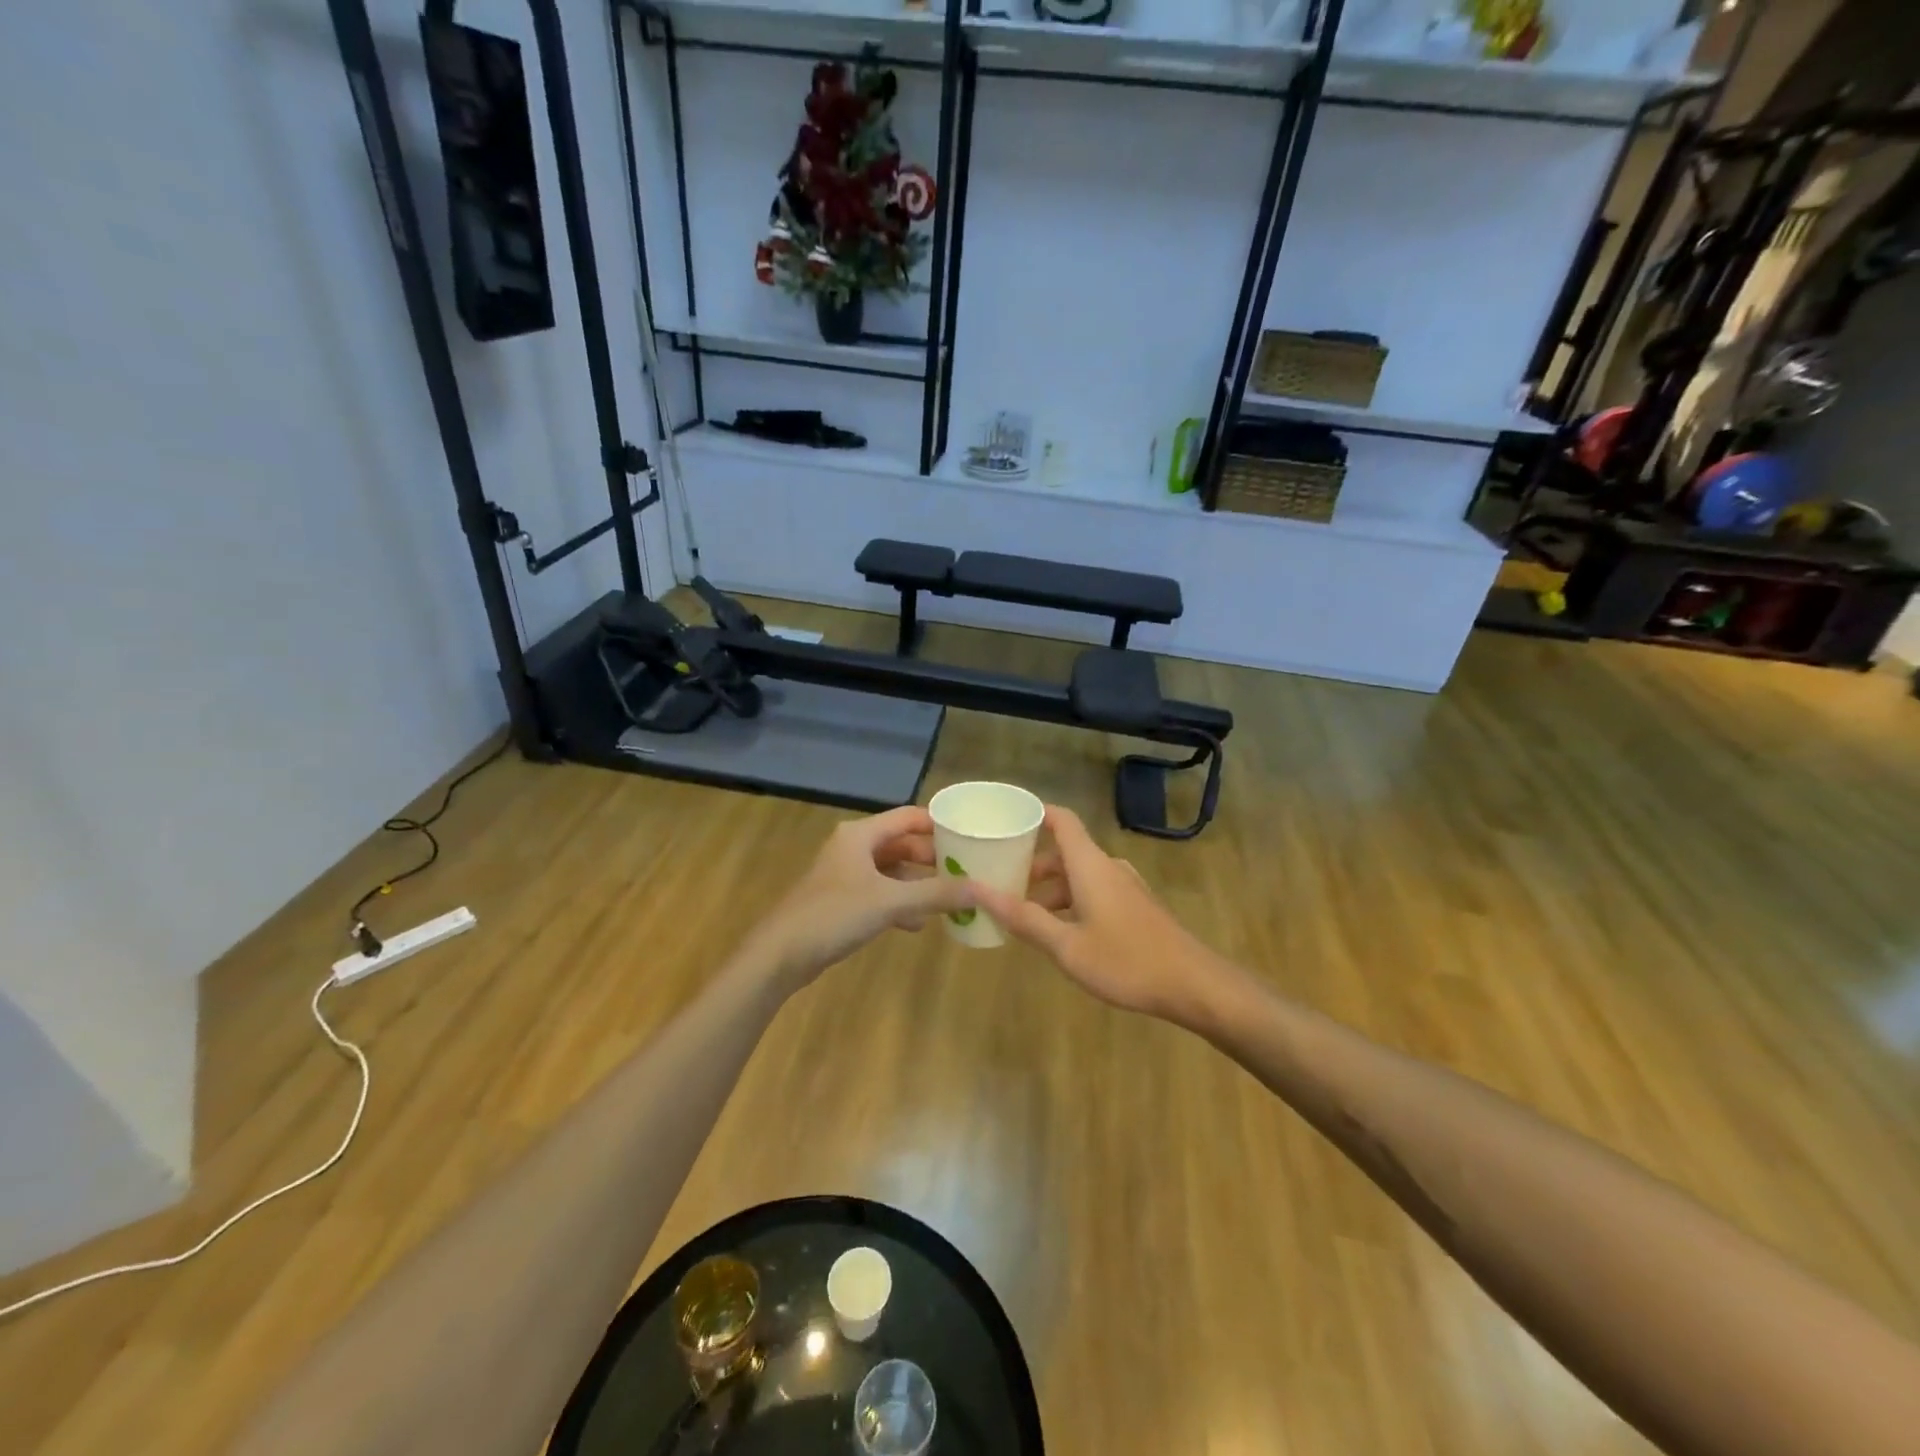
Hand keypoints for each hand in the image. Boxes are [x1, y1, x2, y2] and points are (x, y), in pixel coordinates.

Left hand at [743, 807, 976, 990]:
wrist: (780, 955)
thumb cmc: (834, 915)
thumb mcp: (890, 902)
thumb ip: (936, 894)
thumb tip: (982, 889)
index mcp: (861, 835)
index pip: (909, 817)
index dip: (939, 825)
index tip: (970, 836)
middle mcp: (853, 847)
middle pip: (902, 844)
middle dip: (932, 858)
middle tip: (966, 870)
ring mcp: (845, 875)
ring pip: (892, 871)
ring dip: (918, 883)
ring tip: (949, 897)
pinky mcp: (841, 901)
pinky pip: (880, 894)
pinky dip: (900, 903)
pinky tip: (918, 923)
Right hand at [973, 805, 1237, 1025]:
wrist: (1193, 985)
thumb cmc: (1126, 961)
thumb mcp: (1067, 946)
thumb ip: (1023, 918)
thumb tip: (976, 890)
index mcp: (1090, 865)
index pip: (1061, 819)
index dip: (1033, 813)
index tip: (1003, 821)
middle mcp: (1108, 867)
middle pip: (1064, 852)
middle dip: (1031, 865)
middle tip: (998, 883)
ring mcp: (1125, 887)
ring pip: (1079, 875)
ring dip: (1050, 889)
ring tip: (1022, 915)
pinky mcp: (1136, 907)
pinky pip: (1094, 891)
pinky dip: (1070, 901)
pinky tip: (1059, 933)